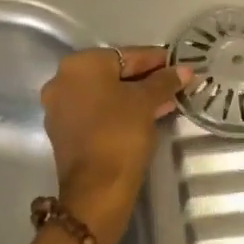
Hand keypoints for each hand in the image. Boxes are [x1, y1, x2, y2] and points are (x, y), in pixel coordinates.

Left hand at [41, 46, 191, 243]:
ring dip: (133, 96)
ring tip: (165, 102)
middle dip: (144, 79)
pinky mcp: (63, 131)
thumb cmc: (120, 134)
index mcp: (79, 64)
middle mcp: (62, 80)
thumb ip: (164, 81)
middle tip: (173, 84)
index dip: (155, 59)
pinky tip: (144, 117)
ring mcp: (59, 107)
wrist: (96, 189)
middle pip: (112, 73)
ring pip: (104, 94)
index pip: (125, 55)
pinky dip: (118, 111)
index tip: (177, 64)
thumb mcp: (146, 103)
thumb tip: (183, 70)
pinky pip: (95, 112)